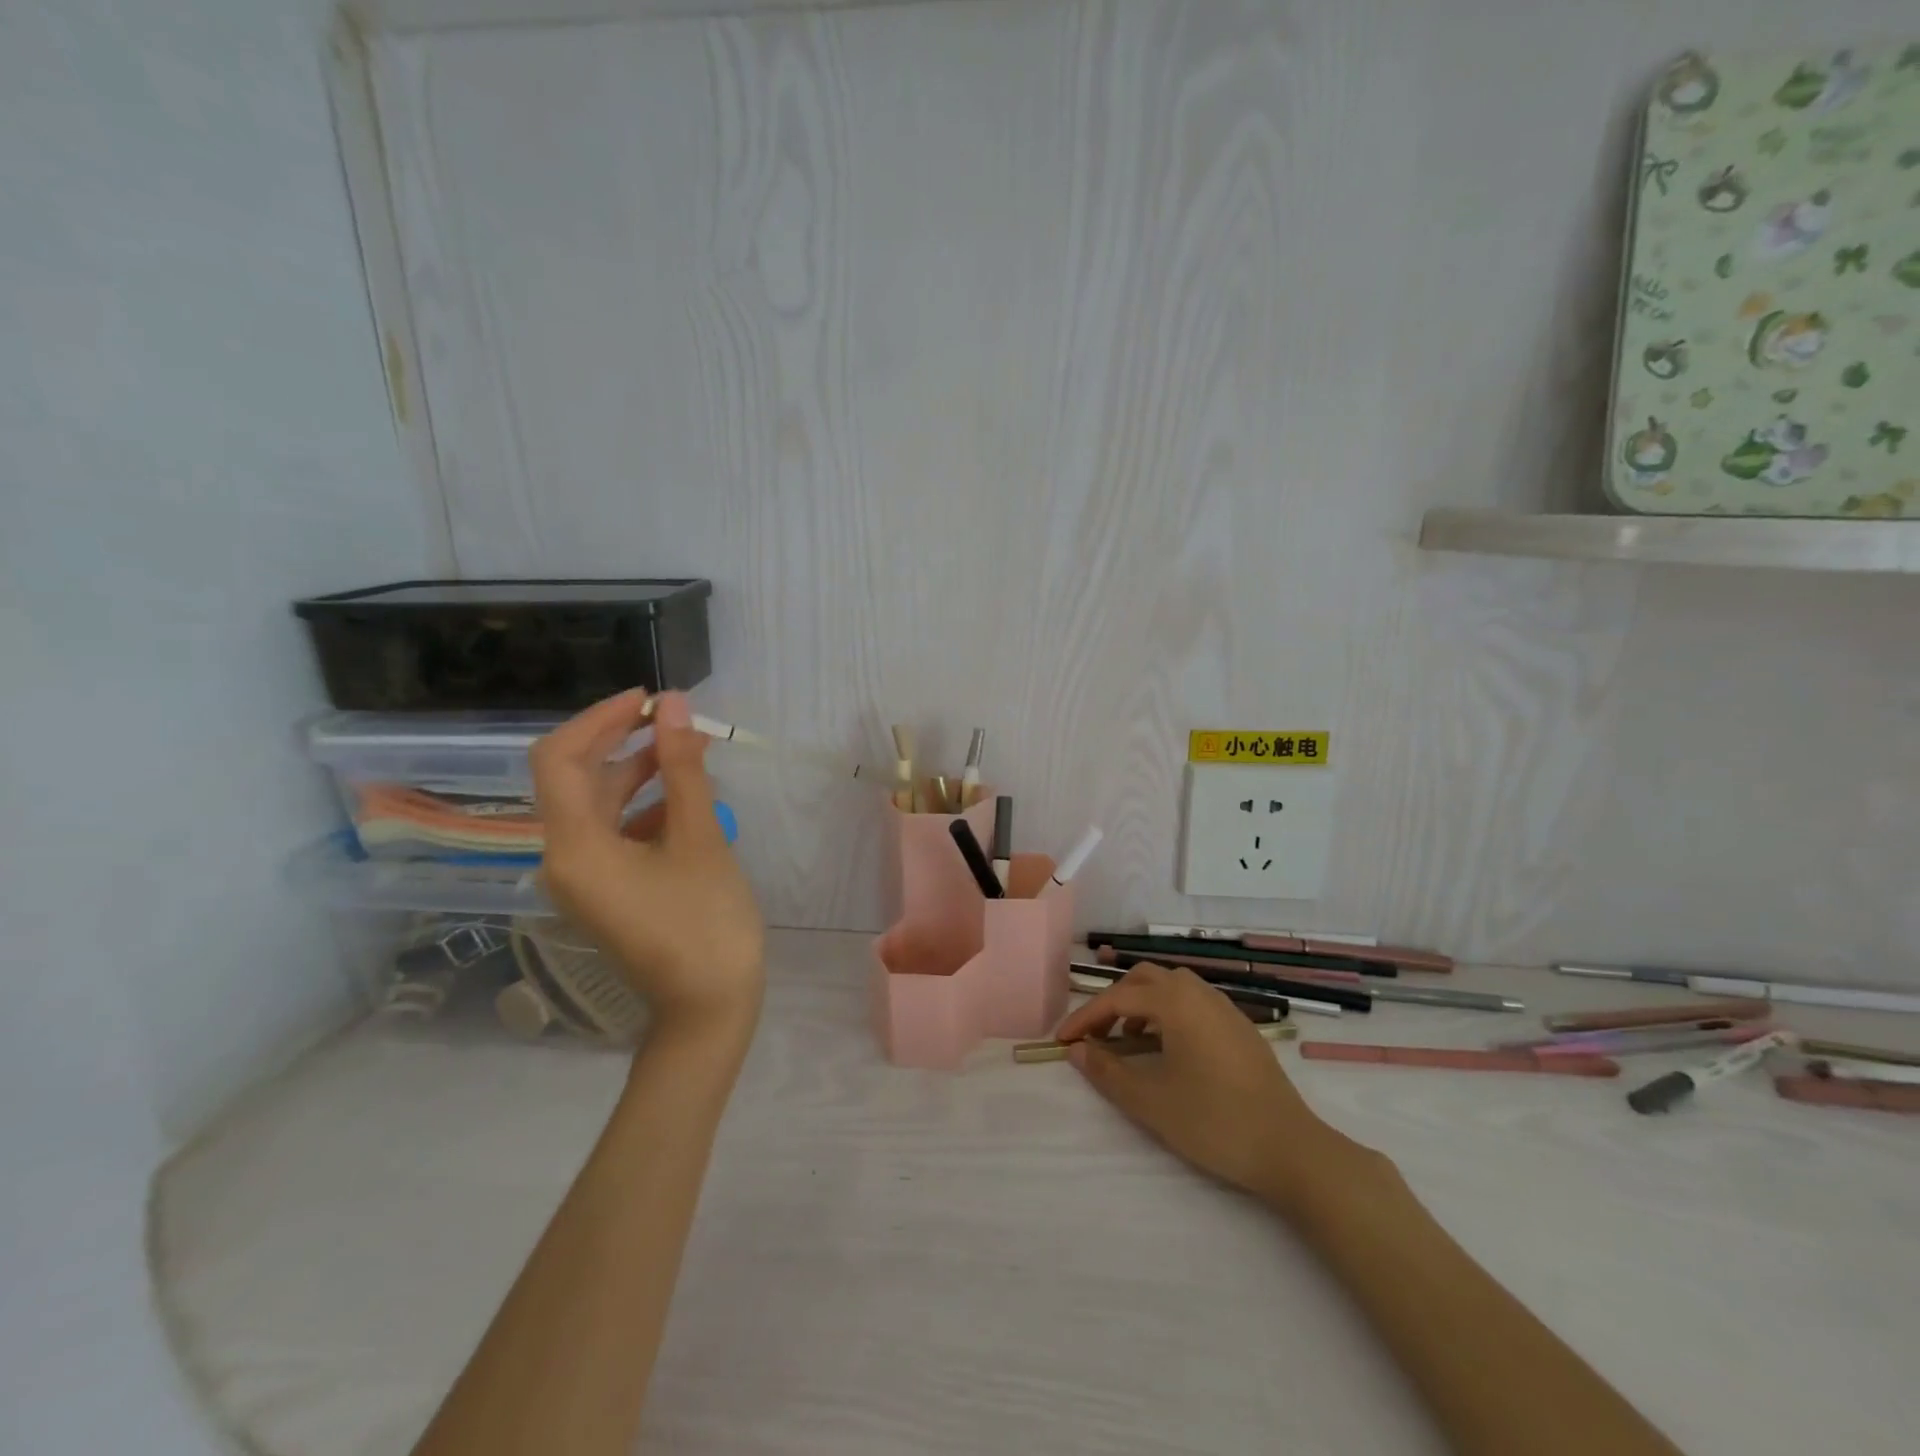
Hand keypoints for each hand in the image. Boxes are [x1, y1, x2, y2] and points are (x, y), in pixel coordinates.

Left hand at [531, 690, 764, 1042]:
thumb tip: (673, 706)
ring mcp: (581, 879)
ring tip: (689, 752)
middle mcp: (563, 859)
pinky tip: (684, 801)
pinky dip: (643, 807)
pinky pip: (612, 833)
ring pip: (597, 806)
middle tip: (677, 720)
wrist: (707, 1009)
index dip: (599, 719)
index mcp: (575, 847)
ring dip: (638, 772)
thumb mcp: (700, 838)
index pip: (560, 758)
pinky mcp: (603, 891)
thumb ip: (682, 768)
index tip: (649, 701)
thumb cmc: (707, 923)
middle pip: (577, 779)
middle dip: (623, 741)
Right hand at [1055, 962, 1355, 1208]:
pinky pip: (1193, 1002)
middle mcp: (1199, 992)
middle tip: (1095, 1035)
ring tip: (1128, 1040)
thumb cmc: (1214, 1121)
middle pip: (1144, 979)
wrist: (1290, 1148)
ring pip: (1171, 987)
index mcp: (1175, 1001)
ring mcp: (1224, 1007)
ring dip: (1142, 1004)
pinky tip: (1168, 1048)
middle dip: (1113, 1001)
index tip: (1062, 1040)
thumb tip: (1077, 1050)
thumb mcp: (1151, 1101)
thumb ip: (1108, 1071)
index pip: (1117, 998)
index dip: (1085, 1018)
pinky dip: (1168, 1012)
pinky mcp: (1240, 1026)